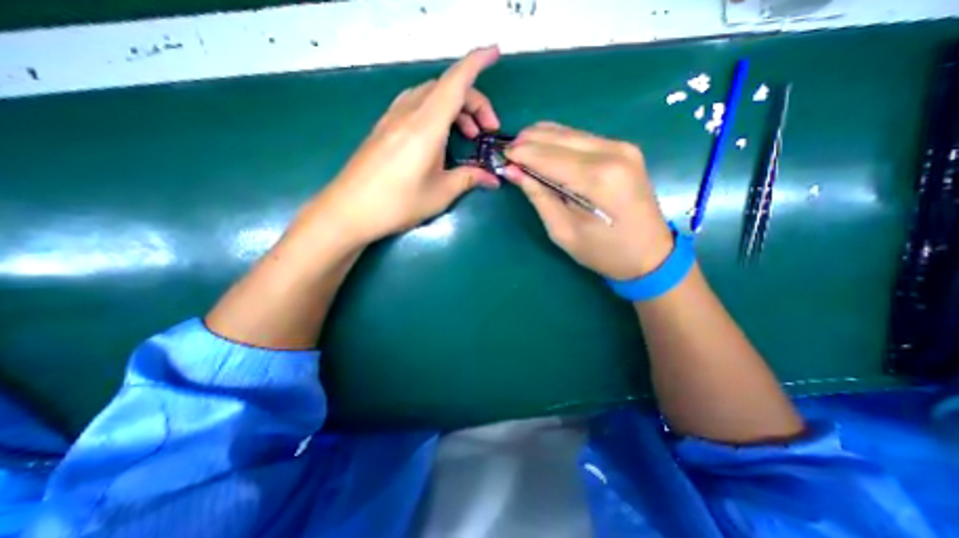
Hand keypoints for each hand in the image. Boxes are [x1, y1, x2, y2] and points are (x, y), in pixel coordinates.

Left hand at [304, 47, 501, 244]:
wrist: (349, 211)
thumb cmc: (398, 204)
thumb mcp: (440, 194)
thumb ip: (469, 179)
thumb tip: (493, 179)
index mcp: (426, 126)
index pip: (456, 83)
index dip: (477, 63)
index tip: (495, 52)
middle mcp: (408, 113)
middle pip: (446, 88)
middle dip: (473, 102)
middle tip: (486, 132)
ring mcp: (392, 118)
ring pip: (429, 95)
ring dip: (453, 107)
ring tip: (466, 135)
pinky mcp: (383, 128)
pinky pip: (414, 105)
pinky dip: (434, 111)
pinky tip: (438, 135)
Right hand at [504, 122, 667, 278]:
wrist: (650, 255)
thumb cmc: (603, 252)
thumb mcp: (563, 231)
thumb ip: (539, 196)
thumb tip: (513, 171)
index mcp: (597, 179)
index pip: (548, 156)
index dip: (521, 154)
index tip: (500, 155)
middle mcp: (612, 153)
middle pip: (558, 137)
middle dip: (528, 141)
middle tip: (507, 152)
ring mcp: (622, 147)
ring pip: (570, 132)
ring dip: (542, 138)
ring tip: (521, 150)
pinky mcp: (624, 149)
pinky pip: (582, 138)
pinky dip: (559, 142)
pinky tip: (545, 150)